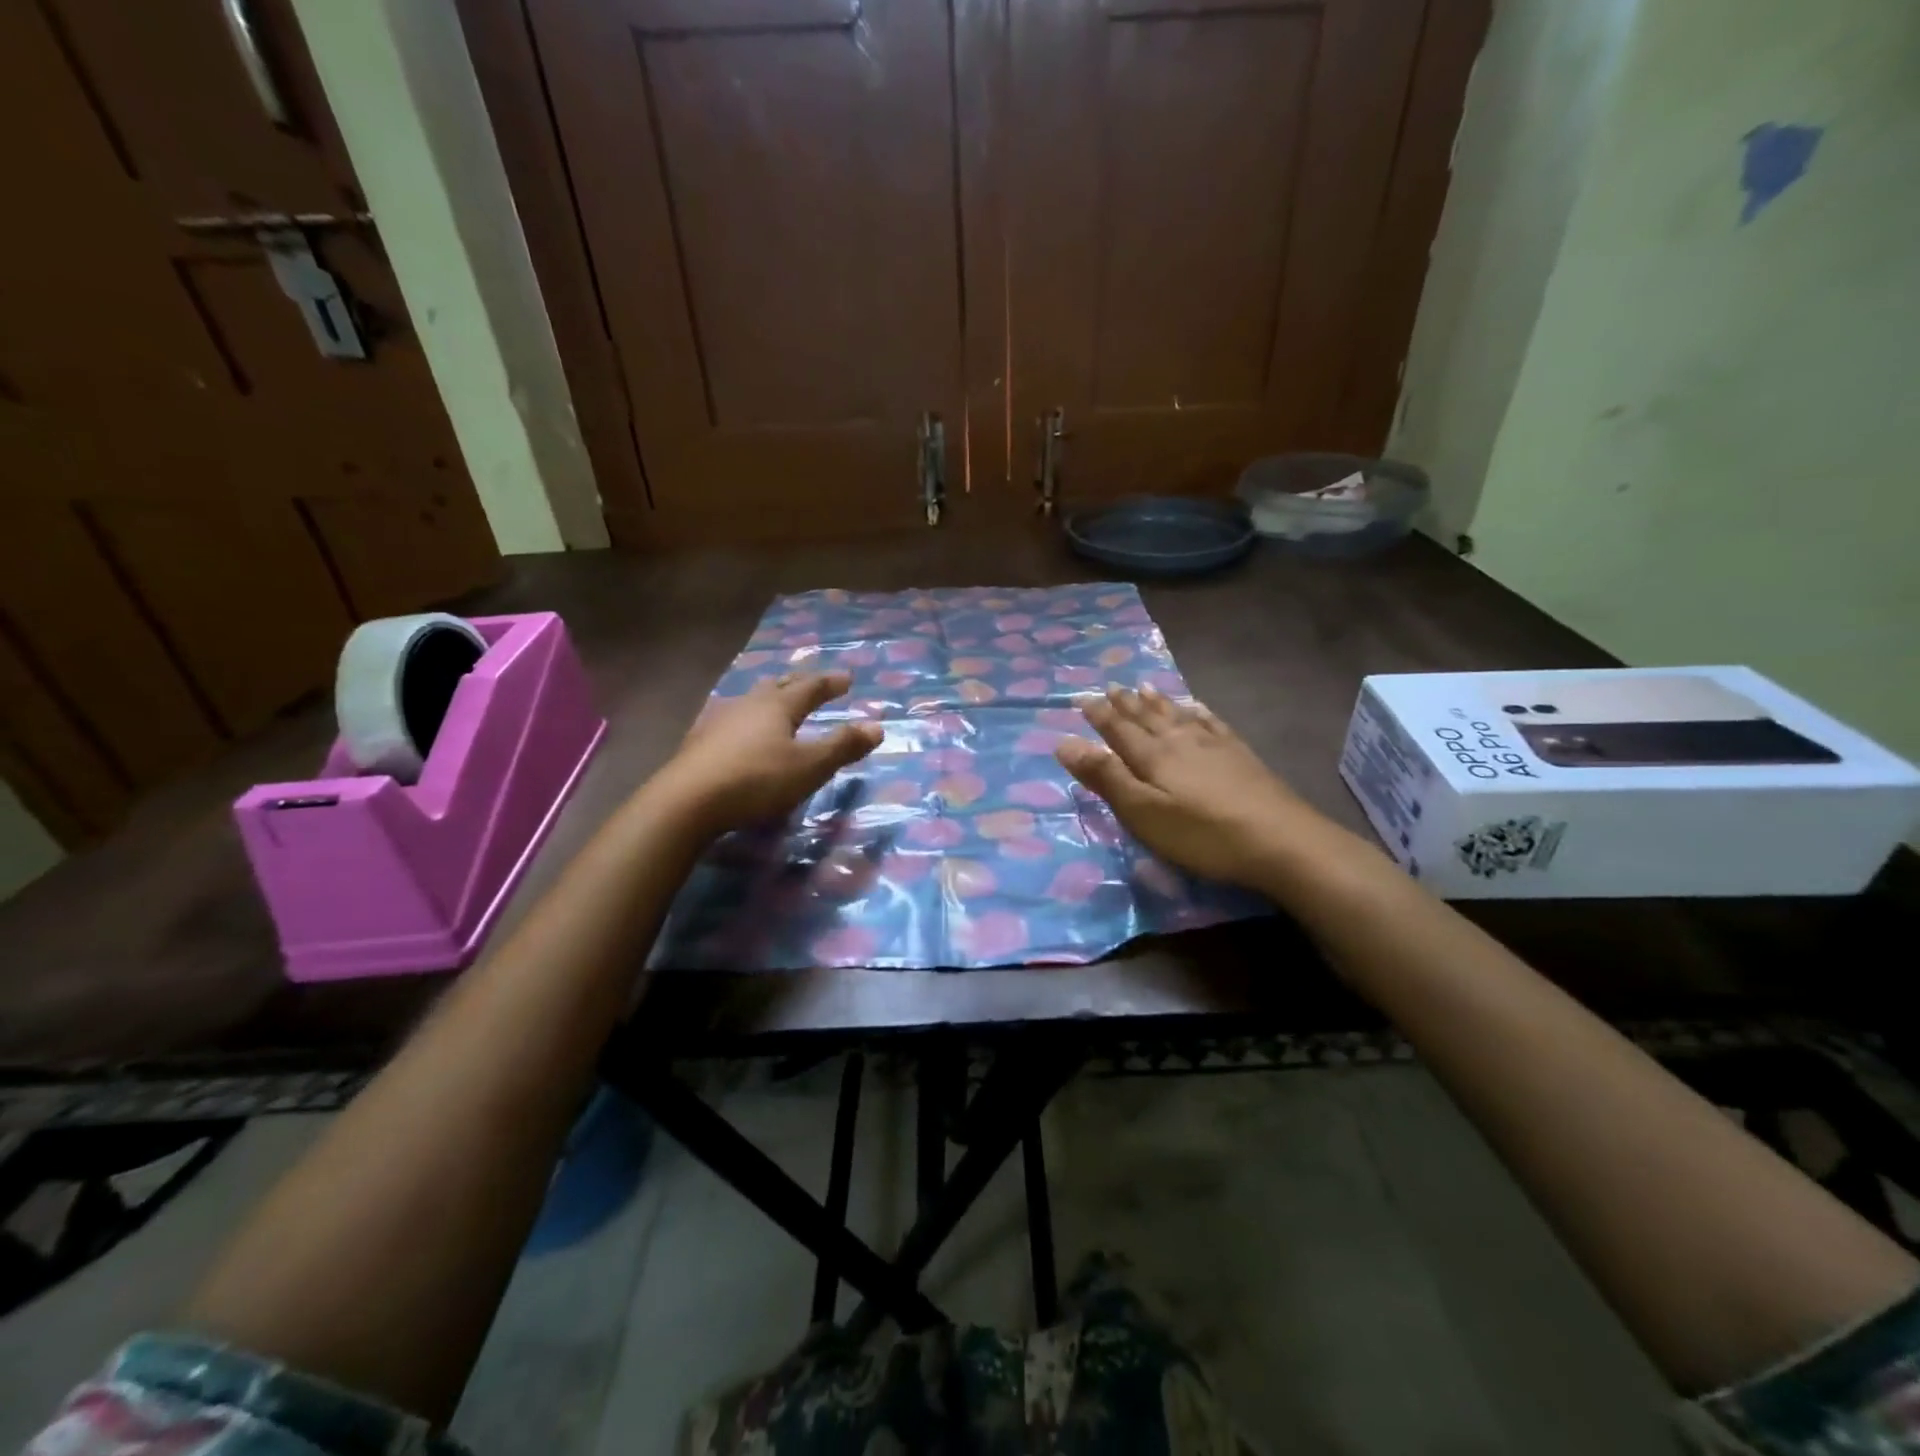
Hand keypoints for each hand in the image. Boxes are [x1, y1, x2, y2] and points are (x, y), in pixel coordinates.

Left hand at [656, 671, 881, 834]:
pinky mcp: (699, 742)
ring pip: (750, 701)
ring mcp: (719, 721)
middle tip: (812, 682)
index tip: (848, 678)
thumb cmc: (757, 780)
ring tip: (776, 702)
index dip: (831, 683)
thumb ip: (843, 747)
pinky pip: (730, 720)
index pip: (810, 687)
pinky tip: (739, 732)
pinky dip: (745, 721)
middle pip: (777, 686)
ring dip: (768, 698)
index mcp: (778, 706)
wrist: (687, 801)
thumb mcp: (809, 767)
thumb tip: (877, 726)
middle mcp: (748, 705)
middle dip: (798, 683)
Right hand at [1054, 684, 1332, 887]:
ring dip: (1157, 702)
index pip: (1118, 730)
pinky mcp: (1241, 756)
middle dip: (1125, 704)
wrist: (1280, 840)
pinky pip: (1212, 723)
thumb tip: (1064, 742)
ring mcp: (1214, 745)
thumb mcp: (1142, 812)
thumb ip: (1105, 777)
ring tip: (1144, 688)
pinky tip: (1197, 707)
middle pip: (1147, 718)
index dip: (1099, 716)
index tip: (1082, 699)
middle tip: (1111, 688)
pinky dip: (1198, 712)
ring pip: (1177, 716)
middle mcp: (1180, 741)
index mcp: (1153, 756)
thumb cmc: (1201, 834)